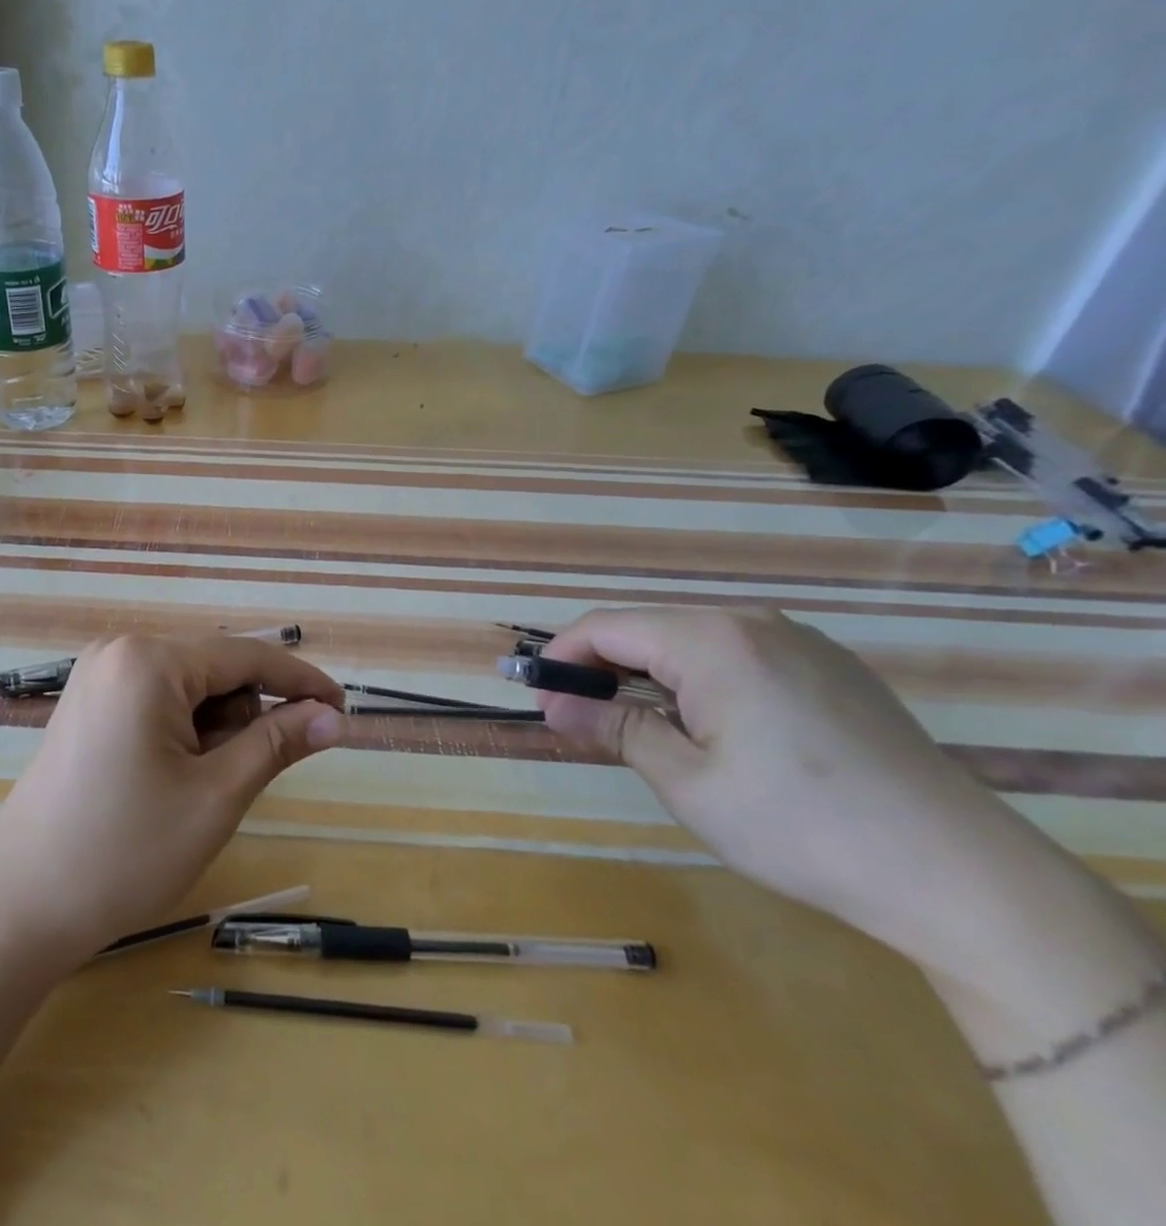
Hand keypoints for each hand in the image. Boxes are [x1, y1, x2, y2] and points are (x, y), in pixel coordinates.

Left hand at [0, 635, 345, 960]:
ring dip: (213, 728)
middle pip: (213, 669)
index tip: (342, 708)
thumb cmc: (125, 851)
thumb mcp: (215, 796)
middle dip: (244, 716)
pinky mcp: (87, 703)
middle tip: (236, 780)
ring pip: (187, 687)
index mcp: (148, 660)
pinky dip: (183, 730)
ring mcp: (97, 675)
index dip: (300, 681)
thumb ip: (277, 744)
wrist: (20, 903)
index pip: (245, 655)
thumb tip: (332, 716)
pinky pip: (156, 699)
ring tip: (196, 788)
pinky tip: (171, 778)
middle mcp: (120, 651)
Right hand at [537, 607, 1065, 979]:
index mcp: (711, 640)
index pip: (606, 626)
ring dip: (650, 674)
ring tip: (638, 726)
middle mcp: (752, 623)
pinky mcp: (831, 668)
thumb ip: (613, 728)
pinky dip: (700, 680)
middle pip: (649, 629)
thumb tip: (552, 703)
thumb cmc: (799, 826)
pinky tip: (710, 727)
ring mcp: (799, 642)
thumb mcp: (686, 782)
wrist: (959, 875)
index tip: (538, 697)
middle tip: (578, 718)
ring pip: (693, 641)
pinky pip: (739, 656)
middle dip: (603, 667)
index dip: (562, 657)